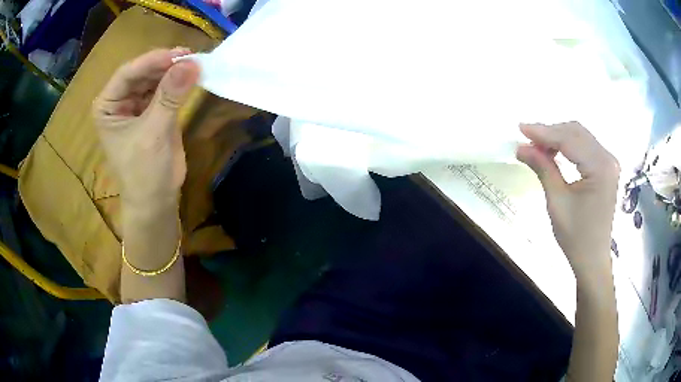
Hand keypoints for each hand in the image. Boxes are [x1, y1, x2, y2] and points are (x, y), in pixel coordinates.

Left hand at [93, 48, 199, 205]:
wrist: (156, 200)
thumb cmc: (143, 172)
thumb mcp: (153, 133)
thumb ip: (170, 96)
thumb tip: (192, 63)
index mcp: (107, 106)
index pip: (127, 73)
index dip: (152, 61)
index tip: (178, 54)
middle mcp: (120, 100)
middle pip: (143, 72)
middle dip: (165, 64)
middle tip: (191, 57)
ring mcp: (137, 104)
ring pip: (155, 77)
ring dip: (174, 71)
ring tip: (196, 65)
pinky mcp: (153, 109)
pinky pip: (166, 89)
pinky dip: (179, 83)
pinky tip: (192, 76)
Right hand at [517, 122, 619, 278]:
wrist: (592, 259)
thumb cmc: (576, 236)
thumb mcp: (557, 202)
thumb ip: (543, 168)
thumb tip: (521, 147)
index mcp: (600, 167)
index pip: (569, 140)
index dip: (544, 132)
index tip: (521, 129)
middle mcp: (608, 158)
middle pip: (576, 132)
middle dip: (550, 133)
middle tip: (527, 139)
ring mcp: (609, 162)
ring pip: (580, 137)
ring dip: (558, 138)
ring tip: (537, 146)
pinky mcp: (606, 168)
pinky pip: (585, 147)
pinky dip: (568, 146)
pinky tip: (554, 151)